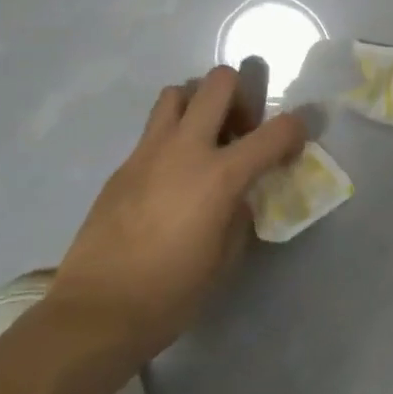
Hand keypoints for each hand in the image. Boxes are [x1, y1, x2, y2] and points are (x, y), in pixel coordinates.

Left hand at [47, 61, 306, 358]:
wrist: (97, 311)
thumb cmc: (172, 292)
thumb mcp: (226, 256)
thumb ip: (241, 213)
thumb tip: (241, 194)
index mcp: (221, 175)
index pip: (276, 131)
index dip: (296, 131)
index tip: (293, 147)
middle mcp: (186, 149)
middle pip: (219, 82)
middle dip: (241, 97)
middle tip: (241, 131)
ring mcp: (149, 152)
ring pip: (177, 93)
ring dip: (199, 106)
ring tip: (204, 141)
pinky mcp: (123, 165)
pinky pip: (153, 130)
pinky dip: (172, 137)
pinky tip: (172, 176)